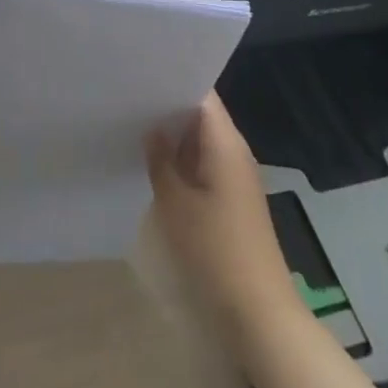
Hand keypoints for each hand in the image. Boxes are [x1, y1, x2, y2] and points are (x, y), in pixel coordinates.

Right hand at [147, 93, 302, 348]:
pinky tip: (156, 166)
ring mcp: (236, 177)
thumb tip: (152, 128)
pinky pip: (205, 165)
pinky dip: (183, 161)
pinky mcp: (233, 200)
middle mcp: (235, 151)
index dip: (173, 79)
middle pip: (201, 115)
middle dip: (168, 107)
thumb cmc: (215, 251)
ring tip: (134, 126)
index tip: (141, 73)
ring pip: (201, 141)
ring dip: (174, 137)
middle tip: (129, 98)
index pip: (201, 93)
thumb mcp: (175, 203)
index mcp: (225, 142)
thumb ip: (160, 159)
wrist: (259, 314)